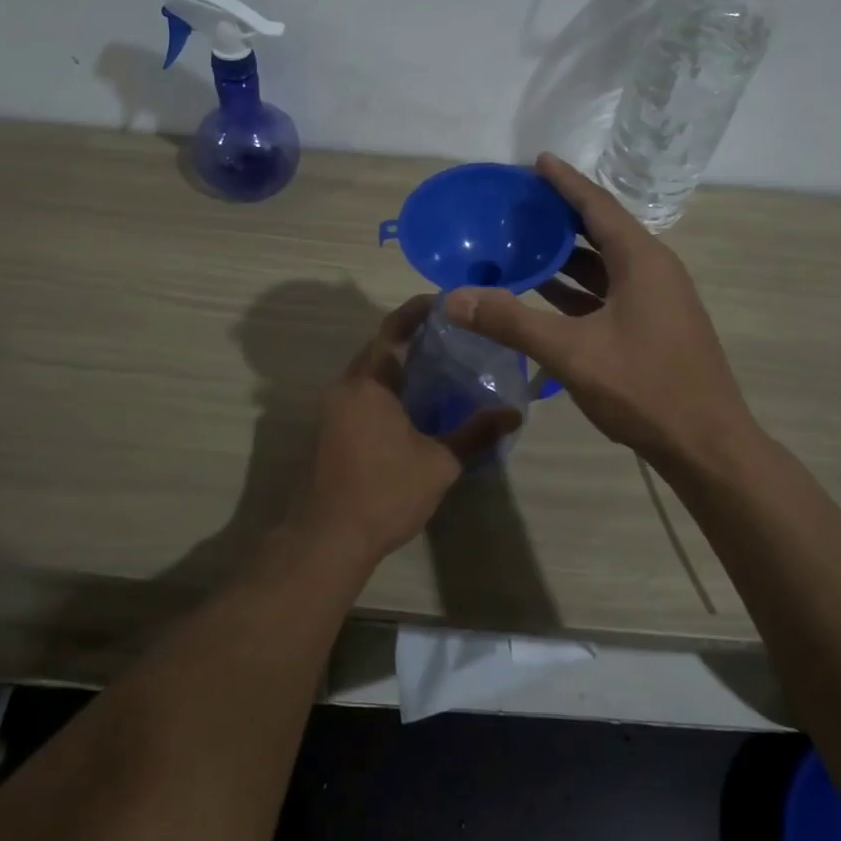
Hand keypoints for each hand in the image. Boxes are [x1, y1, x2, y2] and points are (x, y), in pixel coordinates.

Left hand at [287, 295, 521, 565]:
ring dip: (401, 360)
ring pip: (372, 369)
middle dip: (414, 334)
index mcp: (369, 382)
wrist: (327, 538)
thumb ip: (476, 434)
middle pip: (381, 344)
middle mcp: (347, 385)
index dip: (420, 309)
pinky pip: (365, 389)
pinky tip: (419, 399)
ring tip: (444, 361)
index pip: (394, 328)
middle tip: (456, 333)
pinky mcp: (333, 426)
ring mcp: (335, 406)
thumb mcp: (439, 464)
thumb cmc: (384, 493)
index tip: (450, 302)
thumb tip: (514, 413)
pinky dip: (390, 383)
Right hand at [446, 153, 755, 466]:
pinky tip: (545, 295)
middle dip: (560, 217)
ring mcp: (657, 300)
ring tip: (523, 245)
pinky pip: (609, 292)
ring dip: (566, 256)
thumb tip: (453, 298)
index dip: (566, 182)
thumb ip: (510, 322)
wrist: (707, 446)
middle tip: (519, 205)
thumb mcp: (571, 352)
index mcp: (642, 260)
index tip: (537, 160)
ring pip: (605, 265)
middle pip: (601, 230)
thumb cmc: (645, 388)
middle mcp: (654, 270)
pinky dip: (577, 288)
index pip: (597, 206)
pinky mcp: (654, 327)